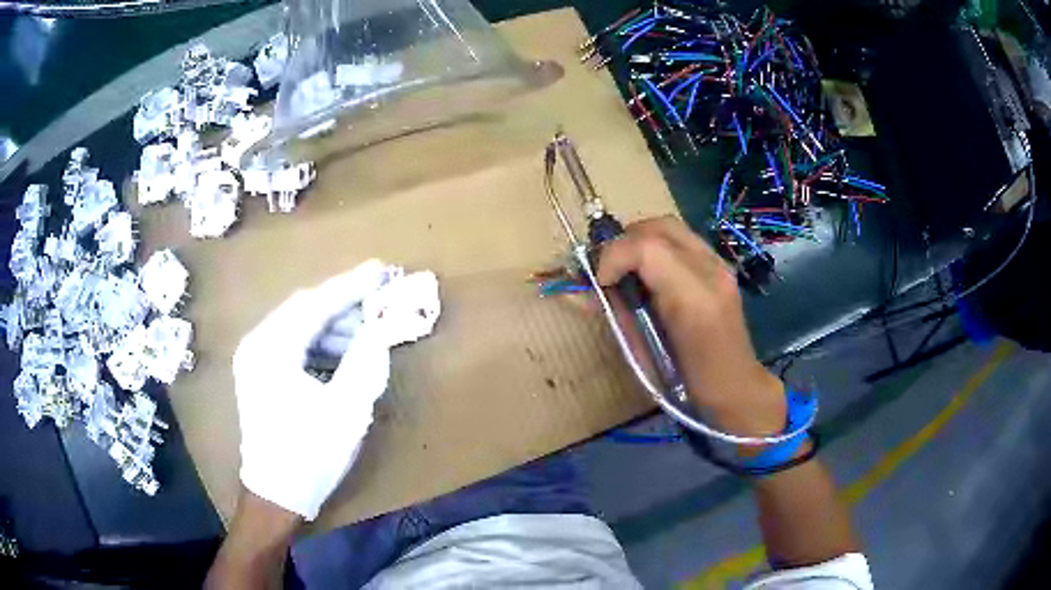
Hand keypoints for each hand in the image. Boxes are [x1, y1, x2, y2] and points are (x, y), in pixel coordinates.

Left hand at [233, 260, 396, 519]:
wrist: (275, 494)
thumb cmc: (310, 454)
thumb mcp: (346, 409)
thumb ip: (365, 360)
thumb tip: (381, 326)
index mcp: (272, 349)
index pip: (316, 304)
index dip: (351, 286)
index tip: (380, 269)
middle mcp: (256, 344)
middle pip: (304, 310)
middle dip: (344, 305)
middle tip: (379, 301)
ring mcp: (253, 358)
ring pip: (298, 326)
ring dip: (333, 327)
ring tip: (366, 336)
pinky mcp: (257, 373)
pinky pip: (292, 345)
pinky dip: (319, 345)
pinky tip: (341, 356)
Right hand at [596, 216, 785, 436]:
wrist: (735, 386)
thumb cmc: (687, 383)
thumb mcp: (645, 353)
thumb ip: (619, 314)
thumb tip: (585, 292)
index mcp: (694, 299)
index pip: (646, 247)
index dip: (613, 257)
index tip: (600, 282)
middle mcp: (712, 272)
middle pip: (659, 227)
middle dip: (625, 241)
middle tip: (609, 269)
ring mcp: (720, 265)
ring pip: (671, 226)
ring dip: (640, 240)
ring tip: (627, 267)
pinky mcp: (721, 266)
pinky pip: (682, 240)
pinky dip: (658, 247)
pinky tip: (651, 272)